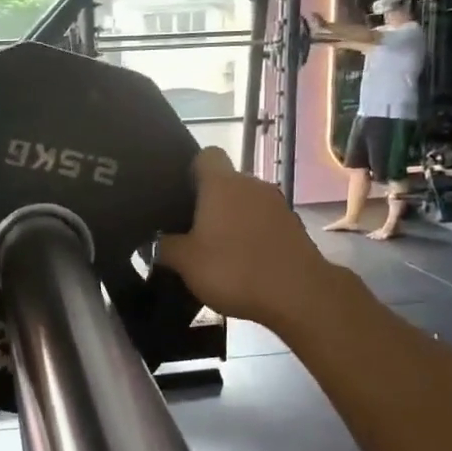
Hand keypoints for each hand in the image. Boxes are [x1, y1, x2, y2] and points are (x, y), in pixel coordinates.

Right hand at [157, 150, 332, 326]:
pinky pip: (264, 223)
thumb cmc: (234, 269)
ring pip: (246, 204)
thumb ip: (165, 248)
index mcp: (222, 184)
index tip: (180, 193)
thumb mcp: (186, 263)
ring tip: (216, 250)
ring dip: (232, 221)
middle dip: (209, 202)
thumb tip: (153, 243)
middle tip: (189, 230)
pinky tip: (243, 263)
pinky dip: (253, 236)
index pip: (206, 155)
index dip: (191, 169)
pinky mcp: (294, 228)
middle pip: (226, 183)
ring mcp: (277, 205)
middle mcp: (251, 185)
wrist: (298, 294)